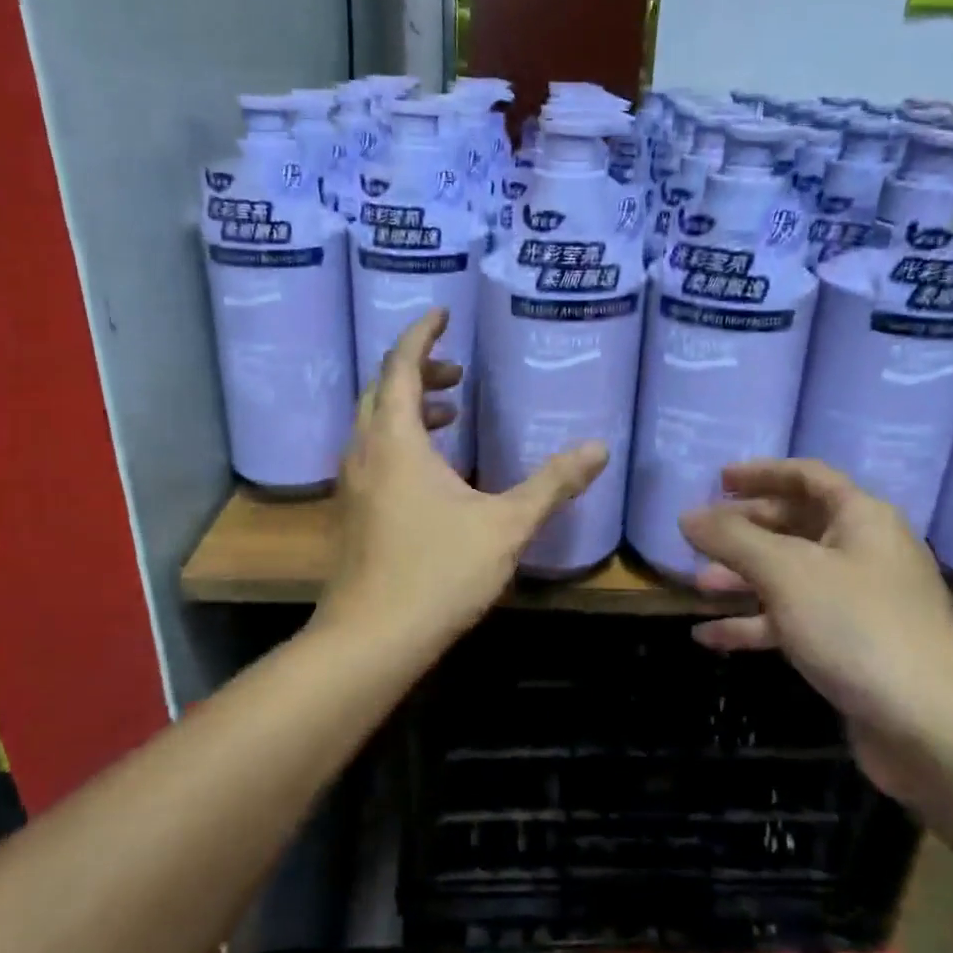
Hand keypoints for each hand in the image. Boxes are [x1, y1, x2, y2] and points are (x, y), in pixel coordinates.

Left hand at [315, 309, 607, 658]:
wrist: (371, 639)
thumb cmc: (438, 573)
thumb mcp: (506, 525)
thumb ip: (553, 483)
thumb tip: (599, 449)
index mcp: (396, 440)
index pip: (400, 364)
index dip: (421, 334)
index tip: (443, 314)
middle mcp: (366, 451)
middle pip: (382, 389)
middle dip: (418, 369)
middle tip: (458, 371)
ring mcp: (353, 482)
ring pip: (375, 422)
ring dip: (408, 405)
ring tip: (450, 410)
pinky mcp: (354, 510)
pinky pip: (373, 451)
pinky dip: (401, 438)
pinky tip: (433, 468)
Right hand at [679, 459, 952, 804]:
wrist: (932, 728)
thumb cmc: (857, 627)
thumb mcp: (785, 572)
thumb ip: (731, 538)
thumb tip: (687, 516)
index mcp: (861, 518)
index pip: (807, 477)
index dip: (761, 473)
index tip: (718, 480)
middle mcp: (864, 552)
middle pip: (796, 525)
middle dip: (745, 530)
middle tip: (700, 536)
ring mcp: (859, 602)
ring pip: (791, 576)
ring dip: (744, 578)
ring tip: (698, 585)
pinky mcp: (851, 646)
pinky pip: (794, 620)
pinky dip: (755, 624)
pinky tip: (710, 637)